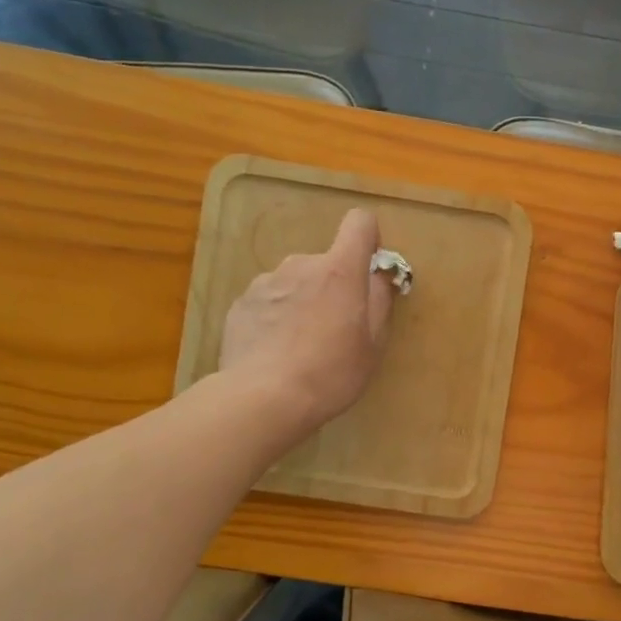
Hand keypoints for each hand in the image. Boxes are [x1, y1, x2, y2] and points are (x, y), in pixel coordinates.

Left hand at [218, 209, 395, 433]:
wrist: (264, 398)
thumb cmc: (331, 372)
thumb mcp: (373, 344)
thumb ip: (380, 301)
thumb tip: (379, 276)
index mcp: (339, 270)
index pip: (359, 223)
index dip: (369, 239)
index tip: (369, 269)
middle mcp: (301, 264)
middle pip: (326, 262)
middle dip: (333, 286)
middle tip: (335, 330)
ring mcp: (266, 282)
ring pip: (295, 282)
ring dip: (303, 301)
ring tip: (300, 345)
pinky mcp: (240, 303)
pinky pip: (269, 301)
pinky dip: (276, 317)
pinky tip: (275, 352)